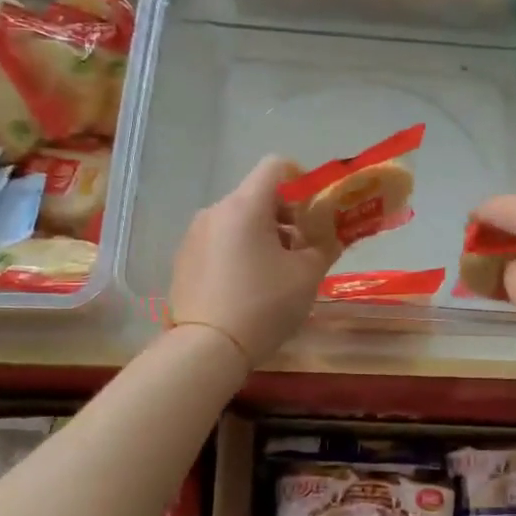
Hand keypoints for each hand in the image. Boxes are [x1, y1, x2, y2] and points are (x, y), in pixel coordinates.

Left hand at [170, 157, 340, 365]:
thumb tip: (331, 237)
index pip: (276, 166)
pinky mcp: (184, 259)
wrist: (206, 348)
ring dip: (263, 235)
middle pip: (257, 195)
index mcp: (245, 206)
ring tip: (278, 272)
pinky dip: (240, 251)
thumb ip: (325, 246)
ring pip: (238, 220)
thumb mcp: (307, 275)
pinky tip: (249, 286)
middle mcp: (216, 211)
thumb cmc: (263, 304)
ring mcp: (195, 235)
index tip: (315, 210)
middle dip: (286, 215)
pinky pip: (220, 241)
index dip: (301, 180)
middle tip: (305, 247)